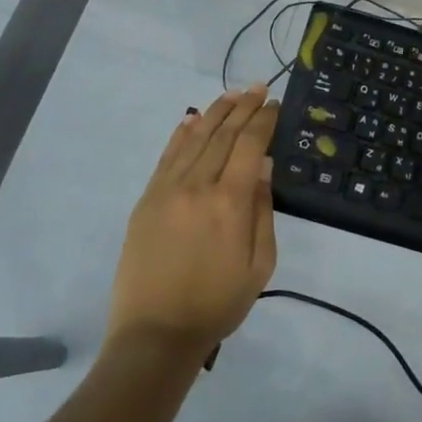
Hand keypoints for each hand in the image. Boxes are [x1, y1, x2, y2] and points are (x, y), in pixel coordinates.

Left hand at [108, 87, 279, 357]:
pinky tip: (192, 118)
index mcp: (230, 202)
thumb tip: (263, 168)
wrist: (156, 334)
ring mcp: (167, 190)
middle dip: (243, 107)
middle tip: (259, 87)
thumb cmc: (217, 304)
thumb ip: (263, 212)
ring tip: (232, 94)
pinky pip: (167, 156)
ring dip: (215, 112)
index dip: (263, 120)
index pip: (250, 145)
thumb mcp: (259, 266)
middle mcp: (197, 185)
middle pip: (223, 134)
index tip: (275, 103)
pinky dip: (181, 133)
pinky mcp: (147, 199)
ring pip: (194, 138)